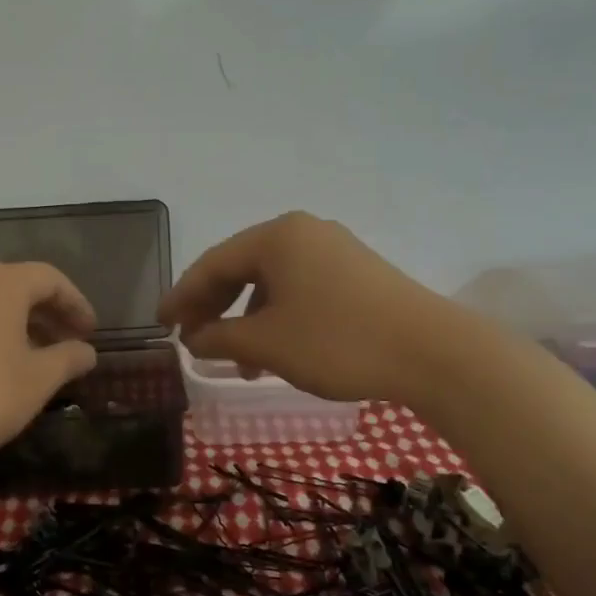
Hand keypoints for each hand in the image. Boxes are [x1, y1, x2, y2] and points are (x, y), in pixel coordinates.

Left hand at [0, 262, 98, 455]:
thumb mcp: (38, 380)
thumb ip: (68, 359)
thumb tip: (87, 351)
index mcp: (0, 283)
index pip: (50, 279)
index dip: (76, 303)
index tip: (90, 332)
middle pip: (16, 287)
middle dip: (46, 314)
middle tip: (66, 342)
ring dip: (14, 325)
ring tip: (31, 357)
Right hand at [158, 212, 450, 403]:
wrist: (434, 353)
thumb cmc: (338, 341)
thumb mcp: (267, 344)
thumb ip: (219, 338)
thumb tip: (193, 340)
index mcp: (277, 236)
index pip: (213, 263)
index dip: (182, 296)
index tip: (161, 325)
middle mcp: (304, 233)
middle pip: (241, 268)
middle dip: (214, 308)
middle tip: (191, 340)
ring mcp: (335, 251)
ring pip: (272, 283)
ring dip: (246, 320)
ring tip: (236, 362)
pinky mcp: (357, 274)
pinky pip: (300, 291)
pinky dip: (278, 319)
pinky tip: (275, 354)